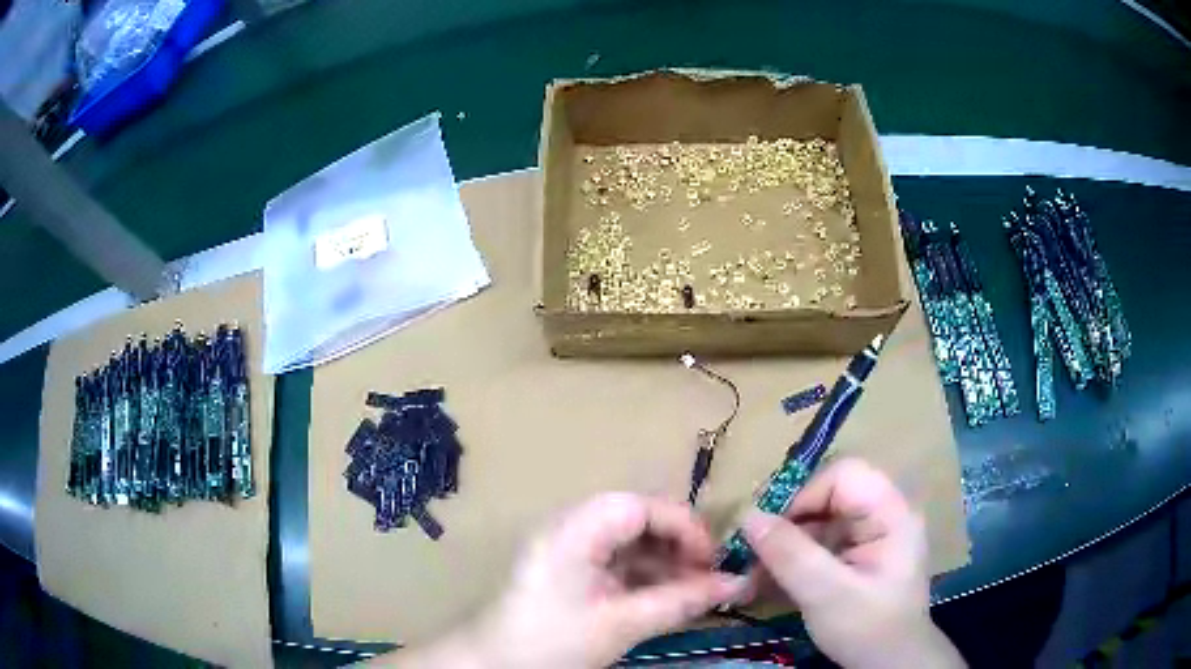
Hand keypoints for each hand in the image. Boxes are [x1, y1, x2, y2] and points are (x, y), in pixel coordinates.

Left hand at [391, 493, 748, 667]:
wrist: (495, 664)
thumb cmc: (551, 642)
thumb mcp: (622, 624)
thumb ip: (681, 601)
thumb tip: (737, 584)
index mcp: (575, 529)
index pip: (641, 506)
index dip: (683, 527)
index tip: (712, 560)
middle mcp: (571, 527)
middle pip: (638, 519)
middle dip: (677, 546)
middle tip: (707, 578)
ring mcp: (570, 547)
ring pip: (631, 541)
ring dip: (665, 563)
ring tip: (695, 592)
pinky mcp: (571, 568)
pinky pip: (618, 561)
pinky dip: (646, 577)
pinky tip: (668, 598)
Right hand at [742, 458, 963, 668]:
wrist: (889, 664)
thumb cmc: (868, 629)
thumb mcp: (827, 594)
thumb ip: (790, 555)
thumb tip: (747, 515)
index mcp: (892, 512)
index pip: (844, 475)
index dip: (804, 494)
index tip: (769, 530)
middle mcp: (883, 513)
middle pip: (829, 494)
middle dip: (789, 521)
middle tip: (754, 552)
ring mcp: (870, 534)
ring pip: (819, 518)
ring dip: (785, 543)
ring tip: (755, 572)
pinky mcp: (856, 553)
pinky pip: (819, 540)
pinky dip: (793, 557)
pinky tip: (770, 579)